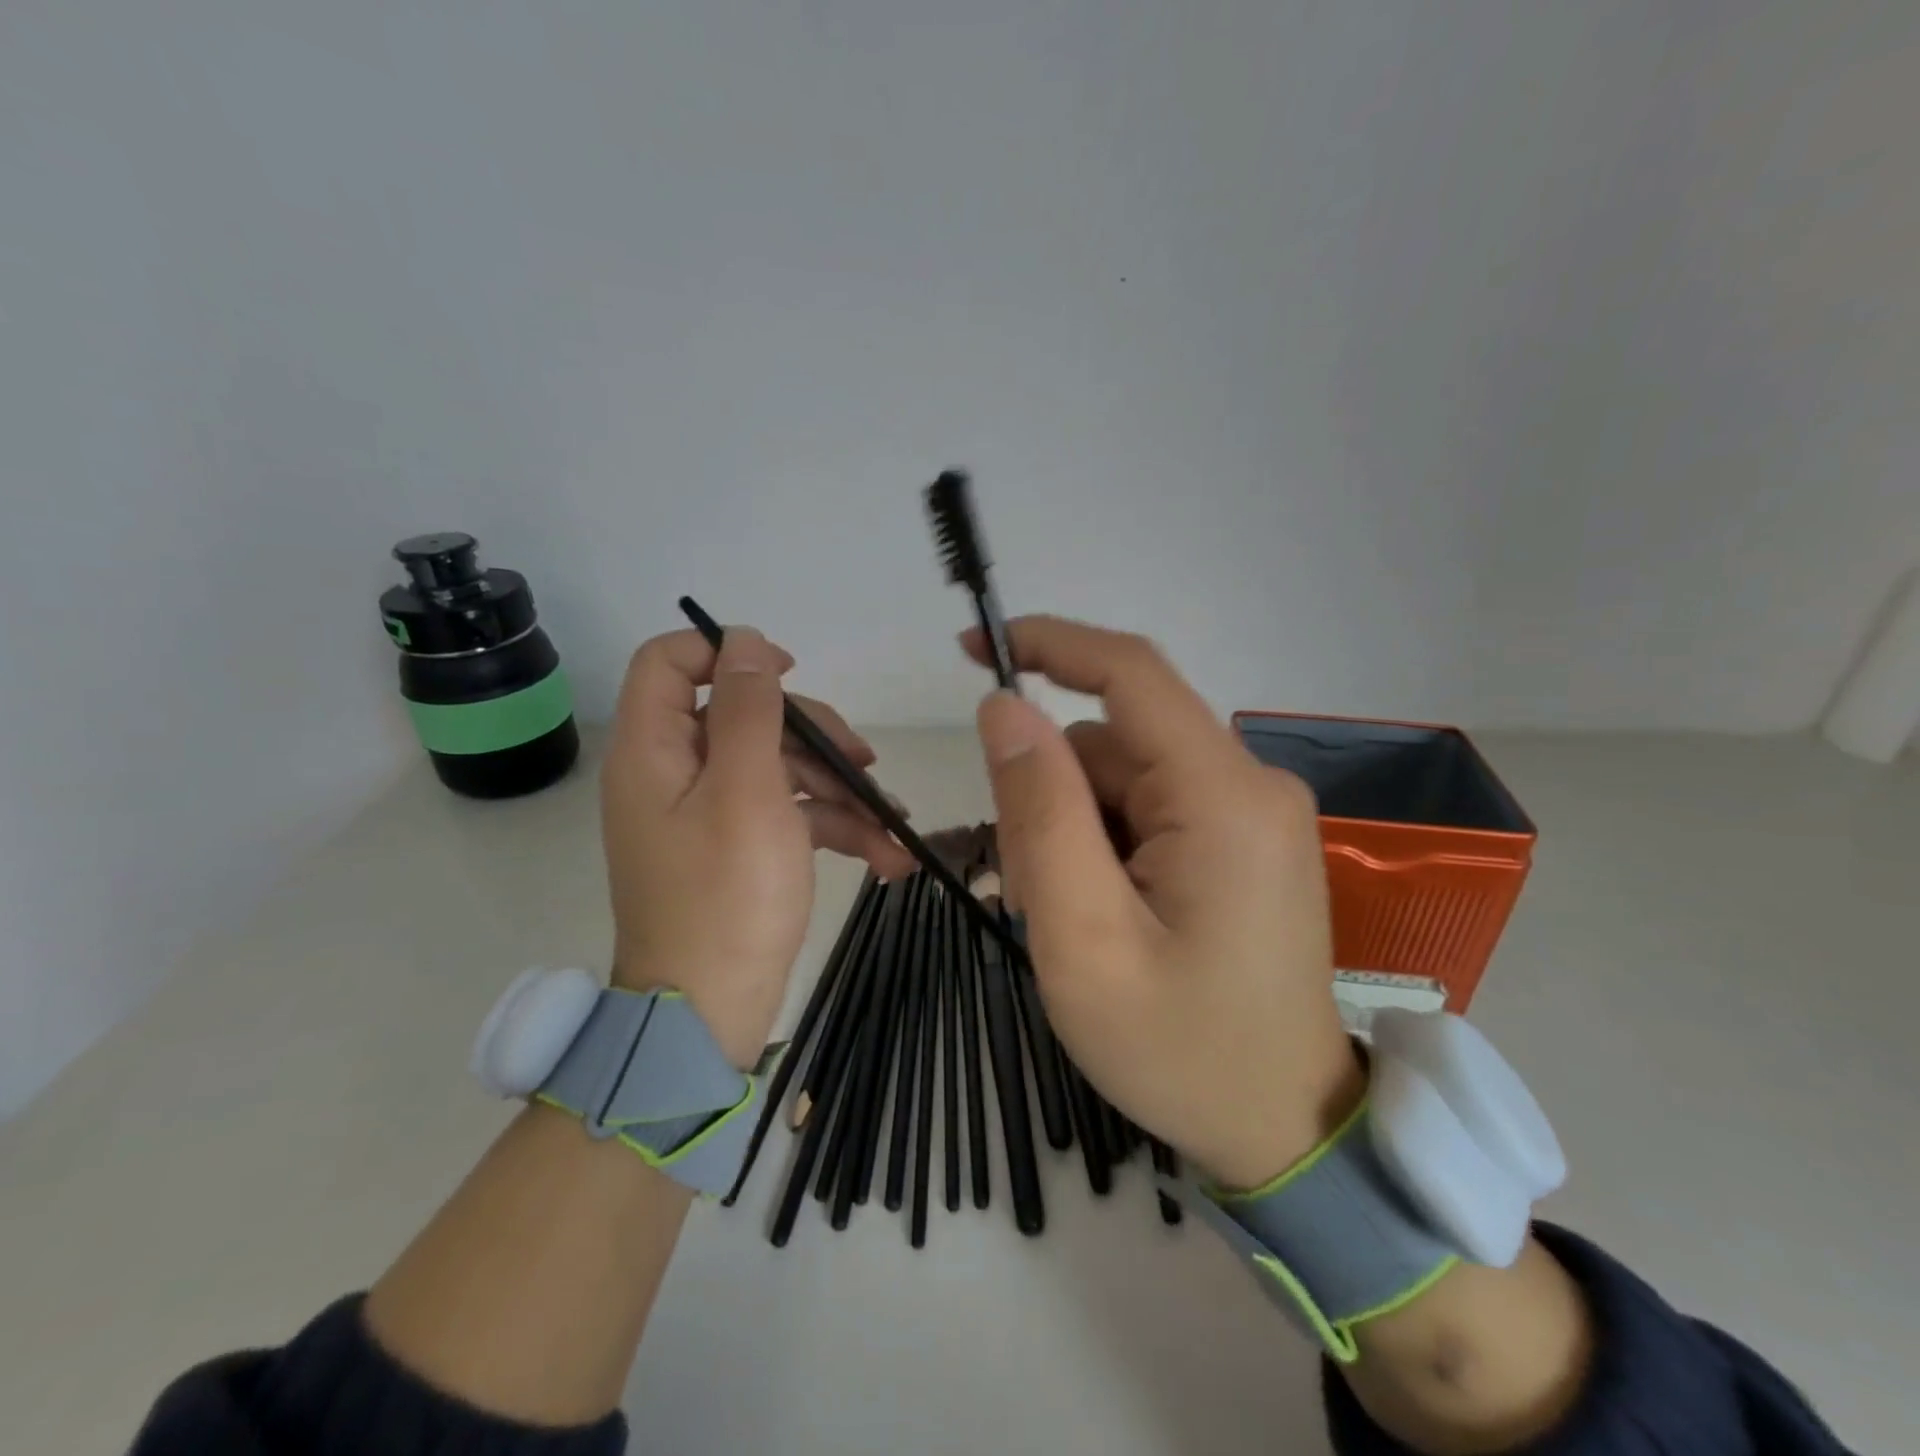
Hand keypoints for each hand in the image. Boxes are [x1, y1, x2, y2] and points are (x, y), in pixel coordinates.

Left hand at [601, 625, 914, 1067]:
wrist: (709, 1015)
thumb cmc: (727, 896)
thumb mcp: (747, 790)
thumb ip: (750, 709)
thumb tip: (744, 639)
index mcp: (656, 750)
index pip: (671, 662)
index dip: (729, 653)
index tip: (790, 674)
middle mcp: (675, 773)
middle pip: (746, 717)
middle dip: (814, 736)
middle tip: (865, 763)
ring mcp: (708, 813)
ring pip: (779, 767)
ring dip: (839, 790)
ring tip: (891, 823)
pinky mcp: (738, 847)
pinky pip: (787, 814)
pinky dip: (833, 827)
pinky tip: (885, 857)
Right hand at [967, 617, 1364, 1187]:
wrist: (1287, 1130)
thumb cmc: (1180, 1050)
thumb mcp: (1083, 938)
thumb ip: (1040, 813)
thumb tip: (1004, 708)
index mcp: (1222, 797)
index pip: (1130, 673)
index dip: (1049, 644)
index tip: (972, 650)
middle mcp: (1250, 784)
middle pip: (1114, 744)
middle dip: (1050, 797)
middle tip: (1027, 891)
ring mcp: (1252, 813)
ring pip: (1124, 780)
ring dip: (1073, 831)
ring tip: (1068, 920)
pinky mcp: (1244, 840)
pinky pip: (1151, 809)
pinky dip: (1105, 846)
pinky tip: (1102, 914)